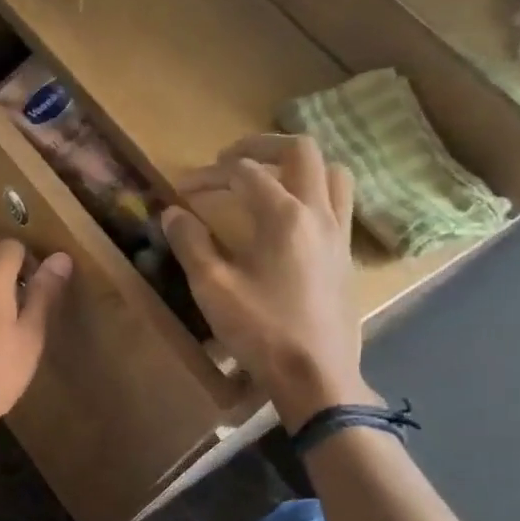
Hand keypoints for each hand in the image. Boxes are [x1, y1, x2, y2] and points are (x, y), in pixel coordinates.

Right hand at [164, 134, 374, 429]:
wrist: (316, 374)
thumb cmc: (261, 331)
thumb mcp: (213, 288)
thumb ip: (191, 243)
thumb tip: (172, 212)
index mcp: (283, 216)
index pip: (244, 173)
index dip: (209, 174)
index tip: (183, 189)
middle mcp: (317, 212)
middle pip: (301, 152)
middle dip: (262, 146)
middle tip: (230, 159)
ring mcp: (339, 232)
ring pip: (332, 173)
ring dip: (300, 165)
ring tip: (271, 179)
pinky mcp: (347, 255)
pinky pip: (340, 203)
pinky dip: (317, 193)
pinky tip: (294, 218)